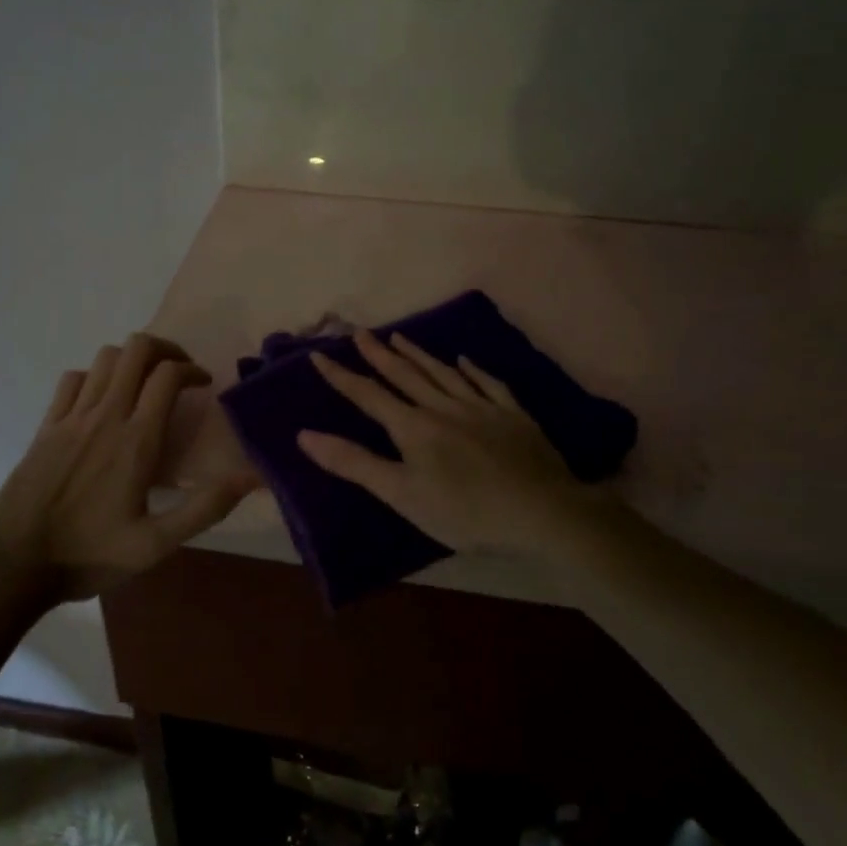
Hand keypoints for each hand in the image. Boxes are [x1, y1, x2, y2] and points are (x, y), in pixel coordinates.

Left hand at [0, 333, 256, 601]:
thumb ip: (205, 508)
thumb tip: (252, 477)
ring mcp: (71, 417)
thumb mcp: (156, 545)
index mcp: (136, 440)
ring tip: (145, 381)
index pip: (168, 375)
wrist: (15, 565)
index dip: (192, 369)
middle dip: (165, 349)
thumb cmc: (90, 555)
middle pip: (136, 350)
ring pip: (105, 358)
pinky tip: (103, 400)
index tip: (204, 385)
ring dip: (131, 359)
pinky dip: (95, 376)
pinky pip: (73, 379)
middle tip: (179, 372)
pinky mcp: (46, 426)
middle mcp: (105, 416)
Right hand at [297, 329, 604, 559]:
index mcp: (414, 427)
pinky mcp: (513, 416)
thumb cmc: (466, 511)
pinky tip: (465, 360)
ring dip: (418, 354)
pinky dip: (472, 370)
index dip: (341, 376)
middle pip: (405, 375)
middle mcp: (444, 407)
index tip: (318, 355)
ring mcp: (481, 408)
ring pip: (443, 373)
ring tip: (399, 337)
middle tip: (360, 332)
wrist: (542, 512)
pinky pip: (488, 384)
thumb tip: (305, 435)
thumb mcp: (402, 494)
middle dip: (378, 355)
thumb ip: (354, 463)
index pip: (368, 396)